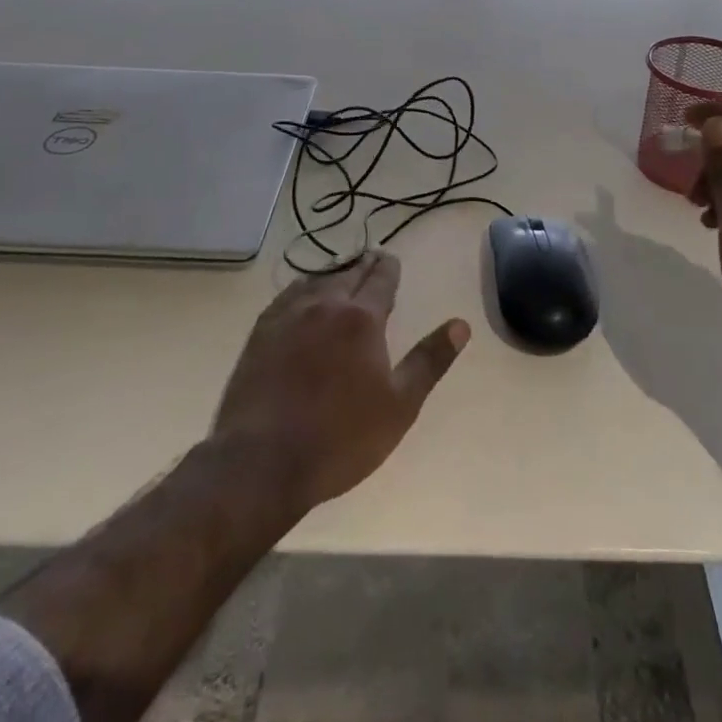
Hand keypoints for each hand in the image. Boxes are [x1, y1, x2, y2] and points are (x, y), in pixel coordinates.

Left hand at [211, 252, 468, 511]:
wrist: (260, 463)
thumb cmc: (339, 438)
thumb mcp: (399, 406)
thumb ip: (429, 360)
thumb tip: (461, 325)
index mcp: (361, 319)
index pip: (380, 279)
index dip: (388, 267)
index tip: (391, 258)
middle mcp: (325, 305)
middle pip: (349, 273)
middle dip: (364, 265)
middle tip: (372, 259)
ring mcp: (288, 316)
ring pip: (317, 280)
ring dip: (334, 273)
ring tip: (342, 273)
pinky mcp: (261, 332)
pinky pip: (288, 295)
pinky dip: (303, 287)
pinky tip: (302, 294)